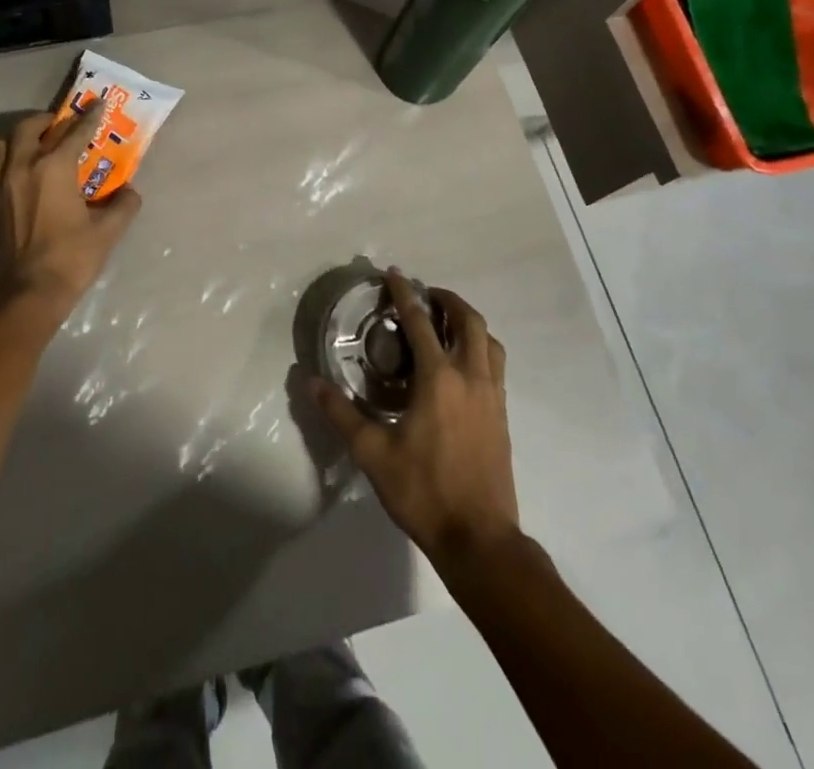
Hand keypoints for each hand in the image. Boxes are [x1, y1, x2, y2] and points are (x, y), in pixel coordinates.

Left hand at [0, 101, 142, 326]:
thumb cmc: (73, 257)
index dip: (90, 116)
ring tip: (31, 146)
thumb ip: (124, 204)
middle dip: (46, 120)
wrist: (31, 292)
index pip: (76, 132)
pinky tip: (4, 177)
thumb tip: (130, 192)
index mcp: (55, 167)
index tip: (99, 104)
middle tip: (60, 124)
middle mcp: (23, 167)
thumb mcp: (109, 230)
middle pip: (28, 128)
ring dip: (16, 140)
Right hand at [313, 269, 519, 568]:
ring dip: (469, 321)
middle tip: (426, 295)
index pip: (420, 323)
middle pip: (469, 321)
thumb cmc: (424, 492)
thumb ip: (341, 415)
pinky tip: (463, 363)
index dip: (405, 294)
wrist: (480, 539)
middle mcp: (471, 377)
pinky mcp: (502, 415)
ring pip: (489, 341)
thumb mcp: (373, 454)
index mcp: (439, 380)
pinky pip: (496, 364)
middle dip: (448, 300)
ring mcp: (493, 396)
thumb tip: (311, 382)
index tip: (394, 273)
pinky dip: (481, 346)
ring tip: (447, 322)